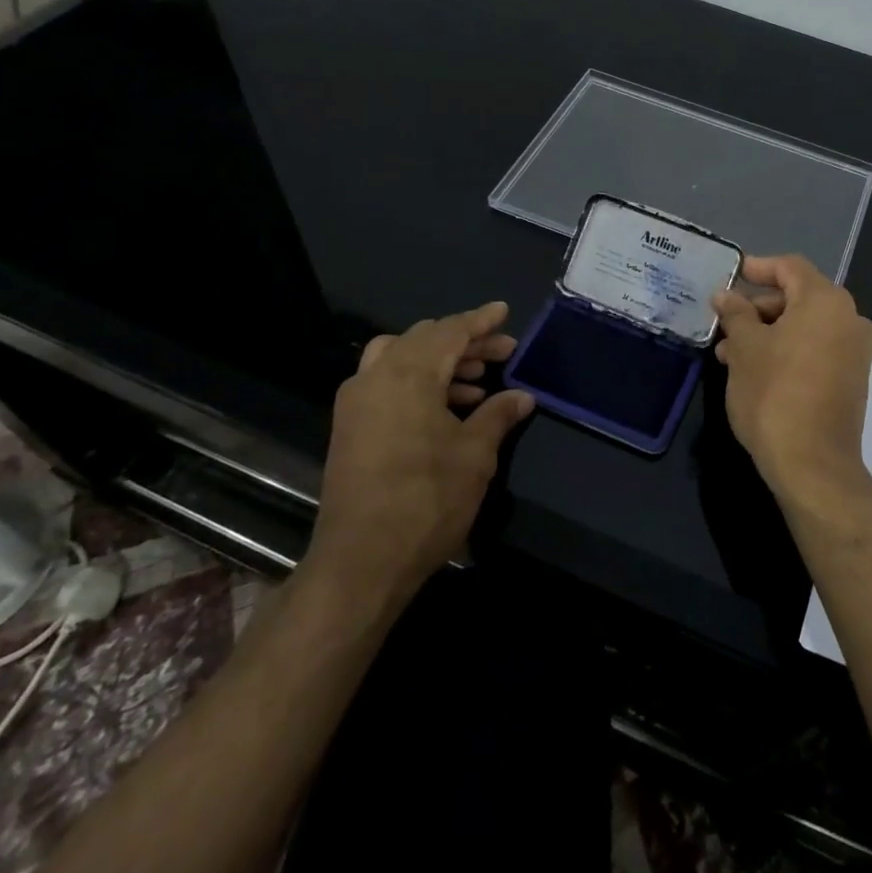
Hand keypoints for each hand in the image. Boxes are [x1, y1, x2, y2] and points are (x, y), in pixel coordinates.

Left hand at [303, 301, 534, 599]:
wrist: (362, 560)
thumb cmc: (427, 499)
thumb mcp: (475, 454)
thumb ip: (499, 415)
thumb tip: (522, 396)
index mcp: (408, 374)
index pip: (450, 331)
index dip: (480, 321)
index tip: (504, 312)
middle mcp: (376, 377)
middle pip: (424, 340)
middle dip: (464, 342)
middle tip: (501, 352)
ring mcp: (357, 402)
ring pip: (401, 358)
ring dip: (441, 362)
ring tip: (479, 381)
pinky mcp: (350, 427)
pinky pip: (386, 383)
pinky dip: (418, 382)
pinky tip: (447, 407)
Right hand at [711, 255, 871, 517]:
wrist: (812, 464)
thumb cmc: (774, 394)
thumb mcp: (744, 348)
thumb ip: (735, 314)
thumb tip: (725, 296)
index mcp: (826, 302)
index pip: (790, 268)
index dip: (759, 267)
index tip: (732, 274)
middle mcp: (849, 320)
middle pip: (799, 297)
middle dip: (758, 307)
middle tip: (726, 323)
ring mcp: (854, 352)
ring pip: (804, 327)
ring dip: (768, 332)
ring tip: (729, 353)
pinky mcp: (851, 380)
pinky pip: (816, 349)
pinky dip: (787, 350)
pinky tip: (754, 370)